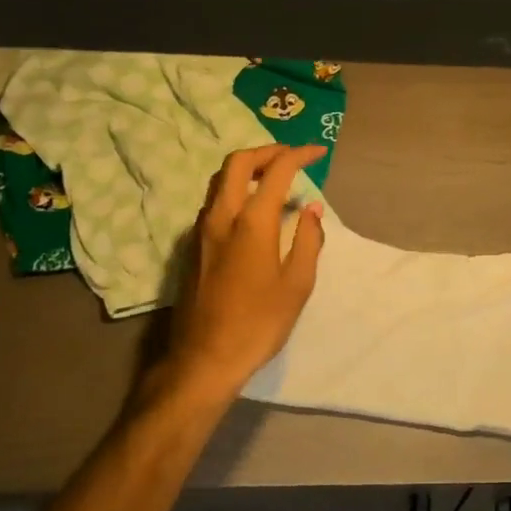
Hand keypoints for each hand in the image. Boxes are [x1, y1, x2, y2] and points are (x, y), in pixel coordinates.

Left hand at [163, 143, 327, 404]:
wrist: (204, 358)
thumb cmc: (259, 323)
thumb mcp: (298, 284)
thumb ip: (309, 239)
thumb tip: (311, 208)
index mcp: (251, 222)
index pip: (276, 171)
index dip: (299, 155)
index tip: (318, 152)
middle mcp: (221, 217)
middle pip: (236, 163)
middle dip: (266, 151)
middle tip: (290, 157)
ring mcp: (200, 231)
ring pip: (218, 181)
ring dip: (246, 169)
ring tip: (272, 178)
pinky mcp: (192, 247)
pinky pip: (213, 202)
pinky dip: (234, 190)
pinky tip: (251, 210)